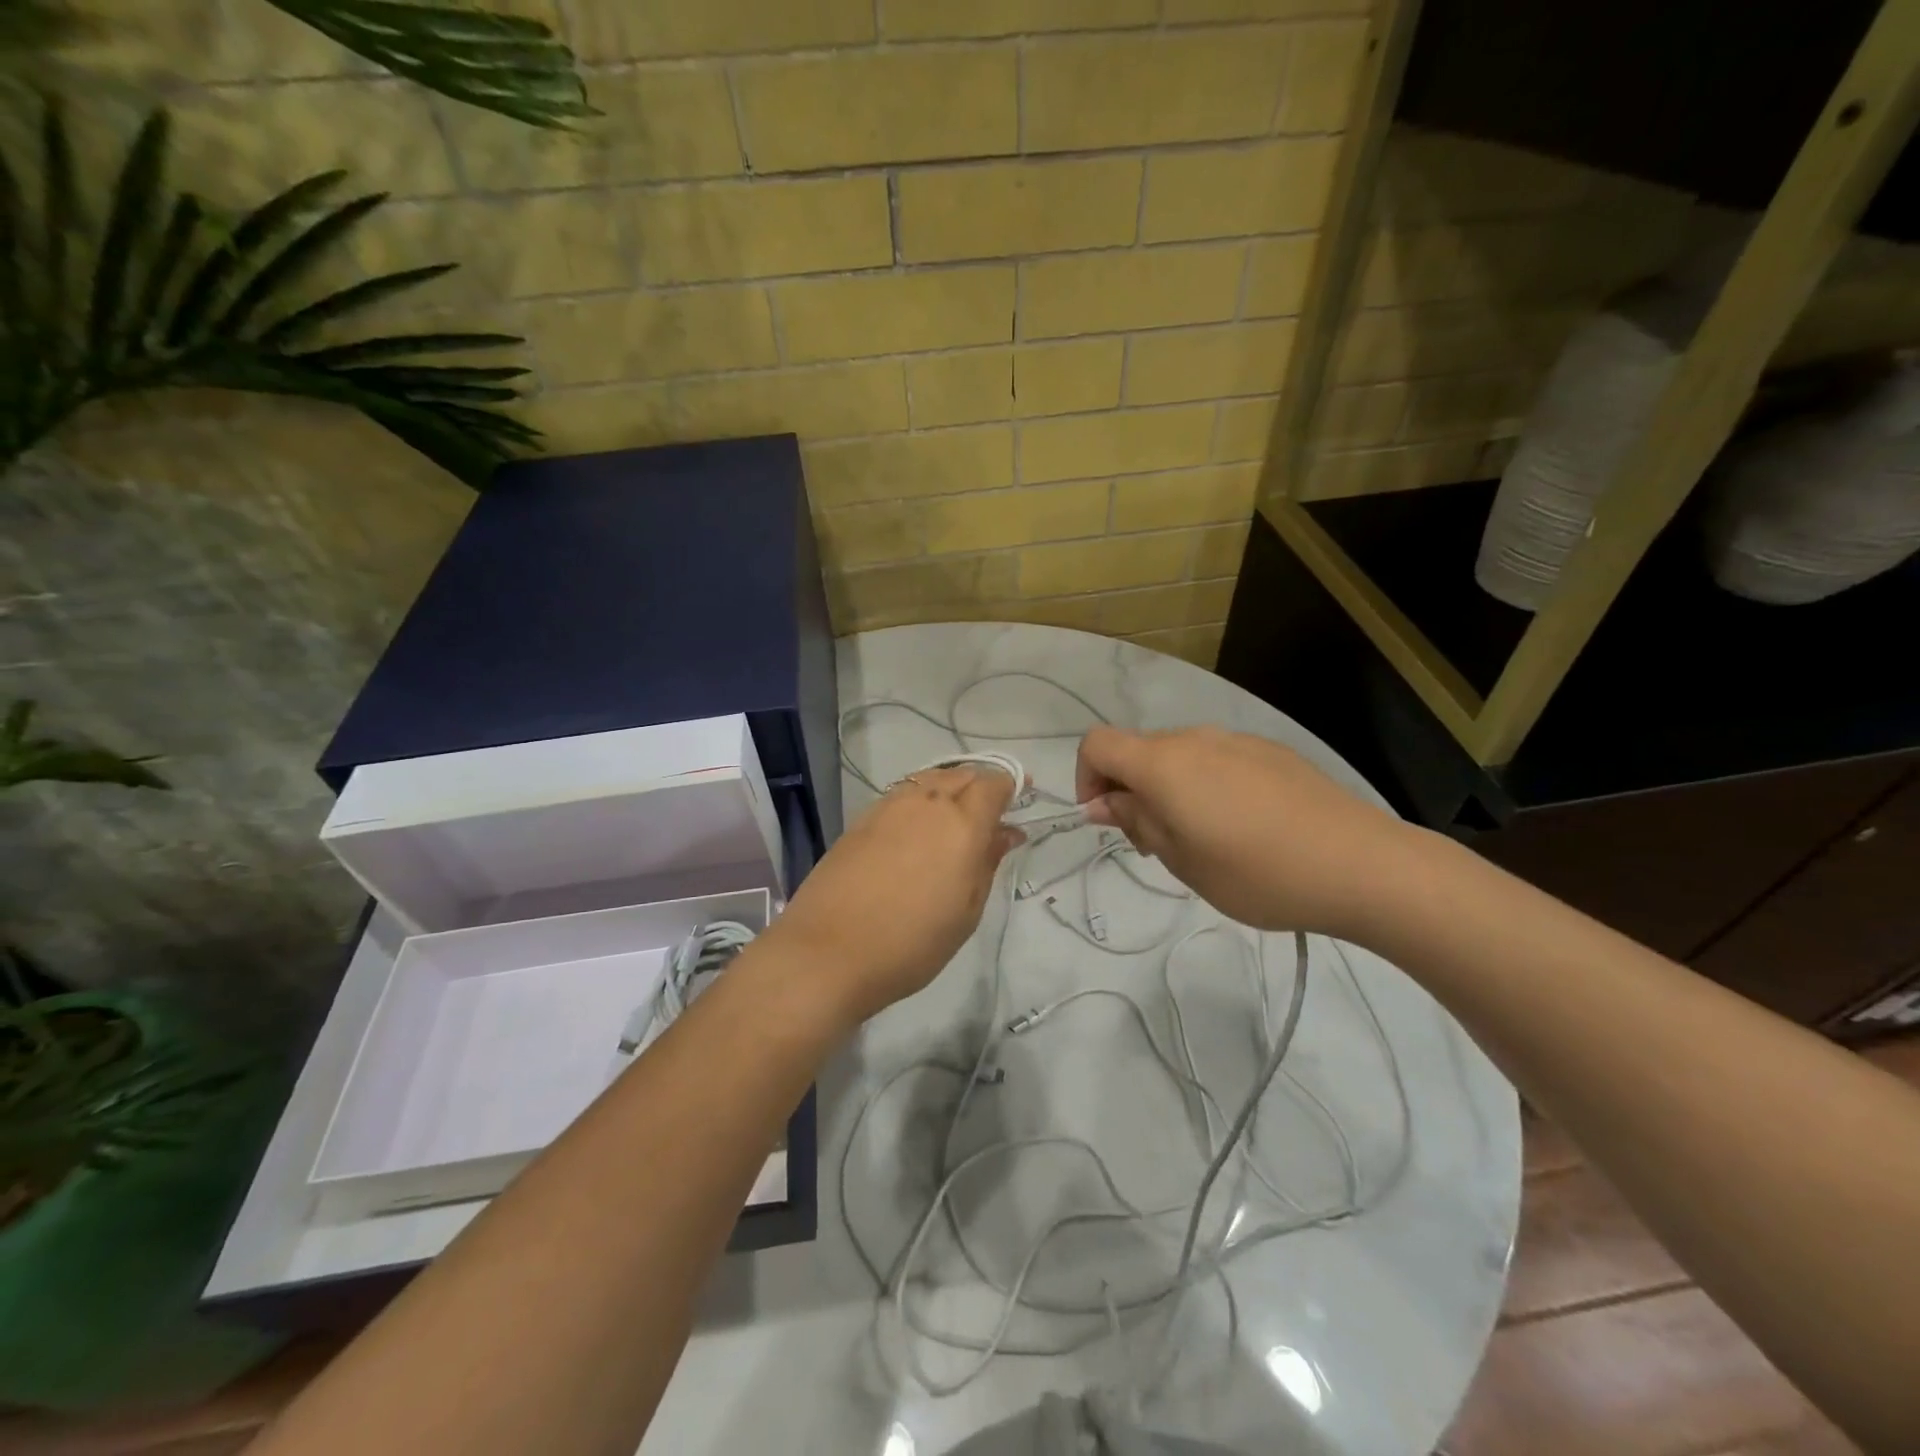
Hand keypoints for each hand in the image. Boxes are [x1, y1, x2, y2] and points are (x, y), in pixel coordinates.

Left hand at [765, 767, 1021, 1026]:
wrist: (828, 952)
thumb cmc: (911, 943)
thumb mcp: (966, 911)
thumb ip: (987, 863)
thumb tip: (1006, 832)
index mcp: (961, 823)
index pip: (993, 783)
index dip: (1010, 785)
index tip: (1021, 796)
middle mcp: (926, 802)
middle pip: (962, 775)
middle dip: (982, 785)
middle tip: (991, 813)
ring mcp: (889, 807)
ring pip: (930, 779)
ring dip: (950, 789)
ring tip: (955, 819)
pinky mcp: (861, 819)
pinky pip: (903, 795)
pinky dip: (920, 800)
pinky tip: (918, 829)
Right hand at [1075, 725, 1415, 937]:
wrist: (1361, 865)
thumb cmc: (1257, 873)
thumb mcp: (1182, 860)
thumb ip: (1136, 822)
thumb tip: (1103, 803)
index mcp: (1164, 763)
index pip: (1097, 744)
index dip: (1086, 778)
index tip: (1105, 820)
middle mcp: (1195, 738)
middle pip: (1138, 750)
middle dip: (1128, 789)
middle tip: (1153, 843)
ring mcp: (1237, 740)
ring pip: (1179, 755)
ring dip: (1168, 788)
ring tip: (1200, 838)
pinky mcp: (1271, 751)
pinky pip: (1217, 759)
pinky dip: (1205, 784)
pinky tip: (1242, 825)